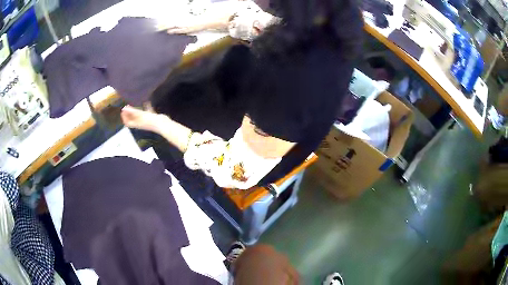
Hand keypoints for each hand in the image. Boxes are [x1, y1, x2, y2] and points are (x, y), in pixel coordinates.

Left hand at [121, 105, 167, 132]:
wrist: (162, 124)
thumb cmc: (150, 120)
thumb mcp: (140, 115)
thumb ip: (132, 111)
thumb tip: (124, 108)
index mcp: (136, 124)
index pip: (127, 122)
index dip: (124, 117)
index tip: (123, 110)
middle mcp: (140, 123)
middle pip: (132, 119)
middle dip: (129, 113)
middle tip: (128, 105)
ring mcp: (146, 120)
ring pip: (139, 116)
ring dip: (136, 111)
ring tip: (135, 104)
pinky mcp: (151, 117)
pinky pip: (146, 112)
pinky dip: (145, 108)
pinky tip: (146, 102)